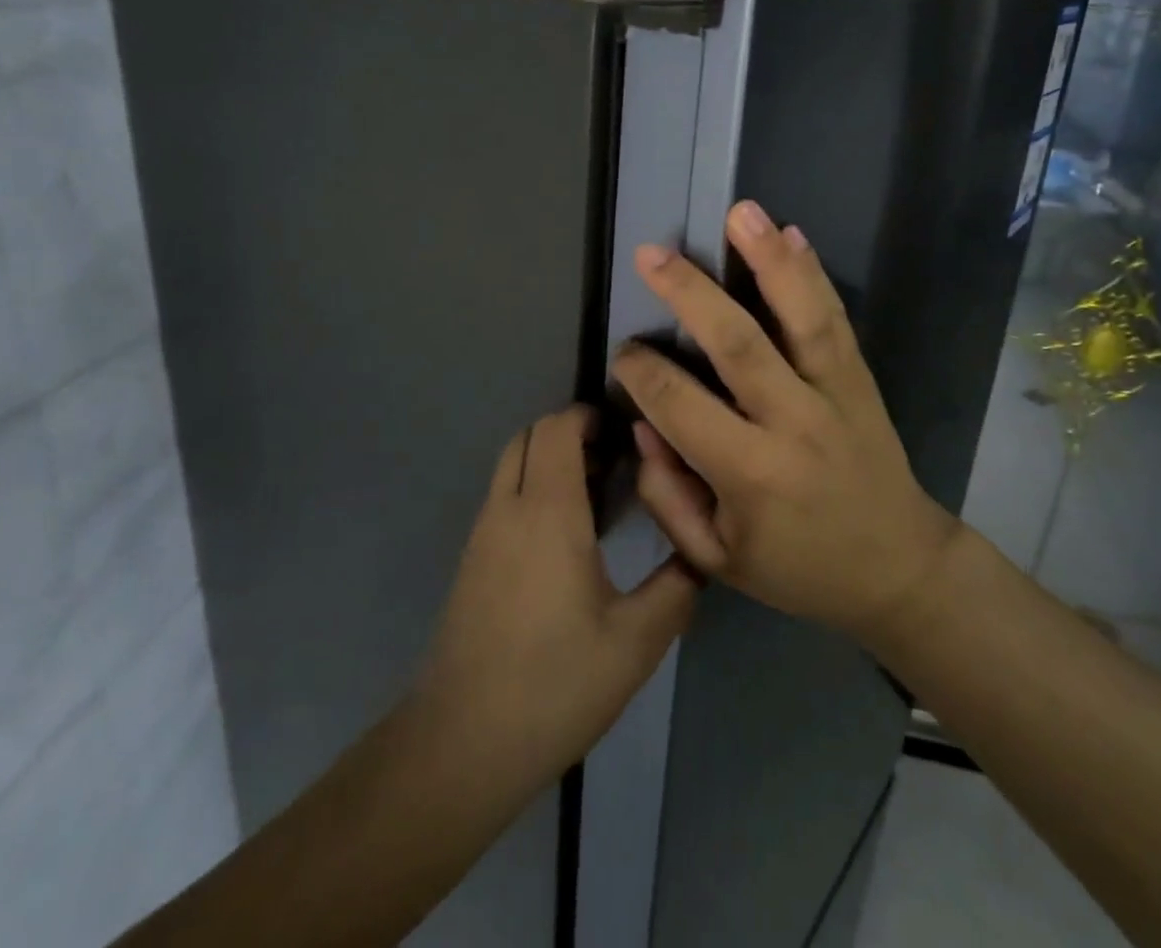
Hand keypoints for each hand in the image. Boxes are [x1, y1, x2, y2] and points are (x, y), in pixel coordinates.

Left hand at [414, 406, 699, 789]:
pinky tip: (566, 538)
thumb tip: (699, 554)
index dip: (587, 416)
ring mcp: (482, 535)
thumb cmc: (554, 684)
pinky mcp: (472, 562)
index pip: (556, 429)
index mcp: (547, 512)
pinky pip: (502, 498)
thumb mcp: (635, 643)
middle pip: (528, 436)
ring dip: (548, 462)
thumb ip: (676, 588)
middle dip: (568, 433)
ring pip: (511, 466)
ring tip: (598, 497)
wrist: (461, 744)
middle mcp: (507, 509)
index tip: (625, 432)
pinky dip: (532, 490)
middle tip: (615, 462)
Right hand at [610, 201, 961, 642]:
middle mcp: (793, 423)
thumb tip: (643, 424)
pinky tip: (793, 234)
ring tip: (741, 212)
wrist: (899, 567)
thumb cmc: (799, 568)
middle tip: (652, 255)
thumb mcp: (719, 559)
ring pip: (801, 317)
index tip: (626, 353)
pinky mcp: (860, 380)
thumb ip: (669, 496)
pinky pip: (836, 320)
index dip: (643, 372)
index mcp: (752, 475)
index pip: (681, 405)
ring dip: (769, 260)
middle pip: (737, 344)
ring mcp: (835, 394)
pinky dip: (813, 275)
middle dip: (690, 294)